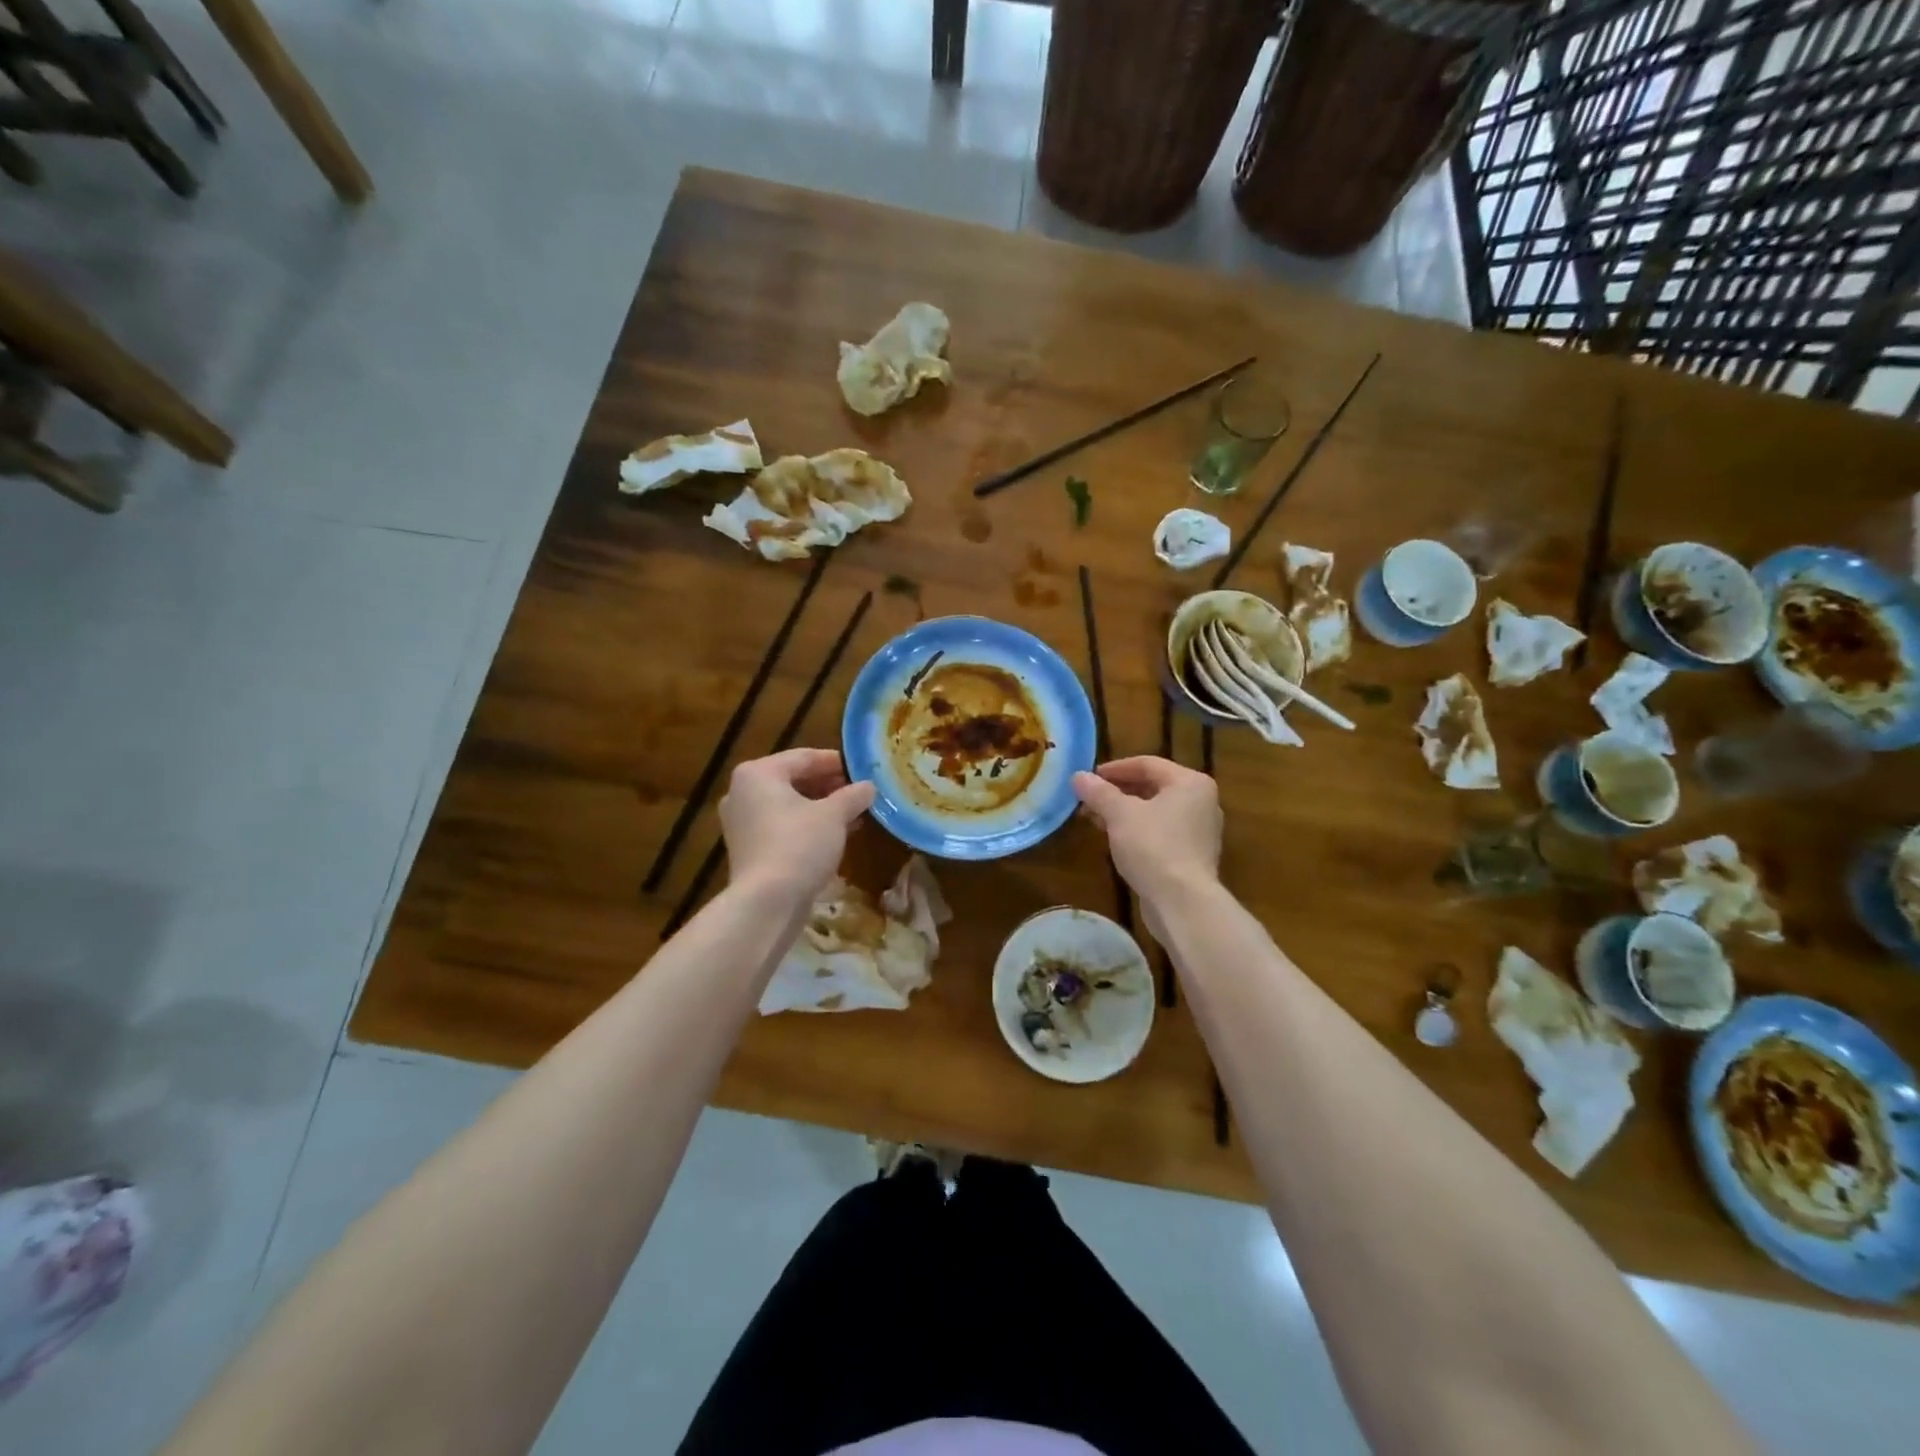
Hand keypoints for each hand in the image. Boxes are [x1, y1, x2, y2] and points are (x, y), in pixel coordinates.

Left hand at [720, 748, 874, 901]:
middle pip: (793, 780)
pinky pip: (781, 826)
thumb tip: (869, 786)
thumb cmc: (799, 845)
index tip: (863, 769)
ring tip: (853, 813)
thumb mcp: (834, 815)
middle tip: (859, 792)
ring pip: (788, 805)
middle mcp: (742, 792)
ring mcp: (741, 822)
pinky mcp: (747, 849)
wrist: (767, 903)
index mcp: (758, 773)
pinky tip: (834, 834)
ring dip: (820, 807)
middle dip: (829, 786)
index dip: (837, 762)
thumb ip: (853, 795)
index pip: (804, 757)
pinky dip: (806, 826)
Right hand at [1073, 757, 1221, 906]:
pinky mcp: (1192, 856)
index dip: (1114, 769)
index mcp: (1190, 783)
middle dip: (1117, 792)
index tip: (1088, 778)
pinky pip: (1161, 833)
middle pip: (1152, 787)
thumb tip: (1078, 776)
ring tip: (1095, 819)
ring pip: (1155, 812)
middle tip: (1088, 800)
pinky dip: (1137, 831)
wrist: (1182, 902)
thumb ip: (1099, 792)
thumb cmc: (1153, 847)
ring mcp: (1199, 831)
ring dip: (1124, 813)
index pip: (1147, 764)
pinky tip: (1114, 840)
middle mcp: (1201, 802)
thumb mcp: (1120, 814)